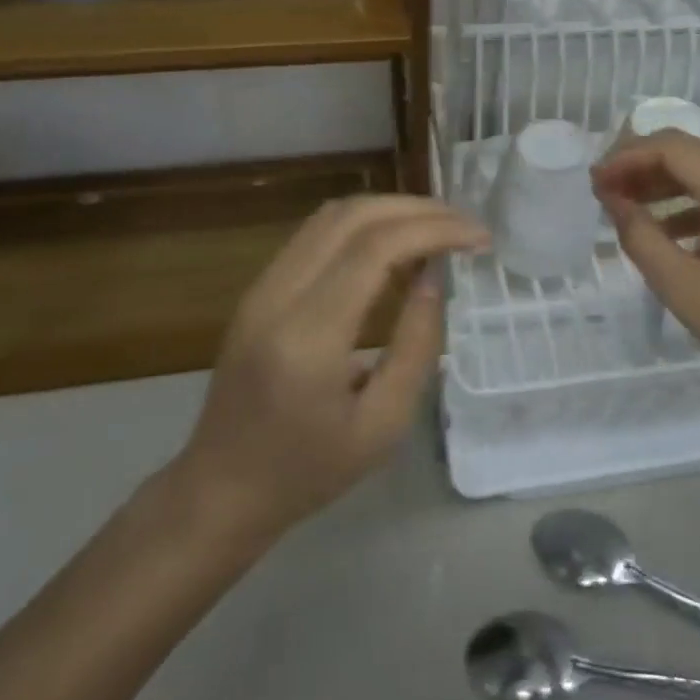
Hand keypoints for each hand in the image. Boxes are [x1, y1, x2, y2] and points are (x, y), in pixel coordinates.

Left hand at [165, 195, 486, 548]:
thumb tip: (435, 276)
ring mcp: (262, 285)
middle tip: (464, 225)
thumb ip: (417, 345)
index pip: (376, 248)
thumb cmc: (309, 471)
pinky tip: (395, 244)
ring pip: (333, 215)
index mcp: (308, 337)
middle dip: (418, 209)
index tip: (478, 237)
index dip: (433, 230)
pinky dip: (365, 224)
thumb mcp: (383, 425)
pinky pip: (317, 232)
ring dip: (390, 209)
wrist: (221, 490)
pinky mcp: (259, 286)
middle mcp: (278, 295)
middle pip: (354, 216)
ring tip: (437, 227)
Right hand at [593, 130, 699, 414]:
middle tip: (604, 191)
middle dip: (640, 164)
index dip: (626, 158)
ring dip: (661, 181)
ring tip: (624, 206)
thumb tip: (613, 199)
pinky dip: (686, 198)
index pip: (670, 148)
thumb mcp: (682, 288)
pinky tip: (663, 230)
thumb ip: (640, 236)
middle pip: (686, 150)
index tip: (595, 183)